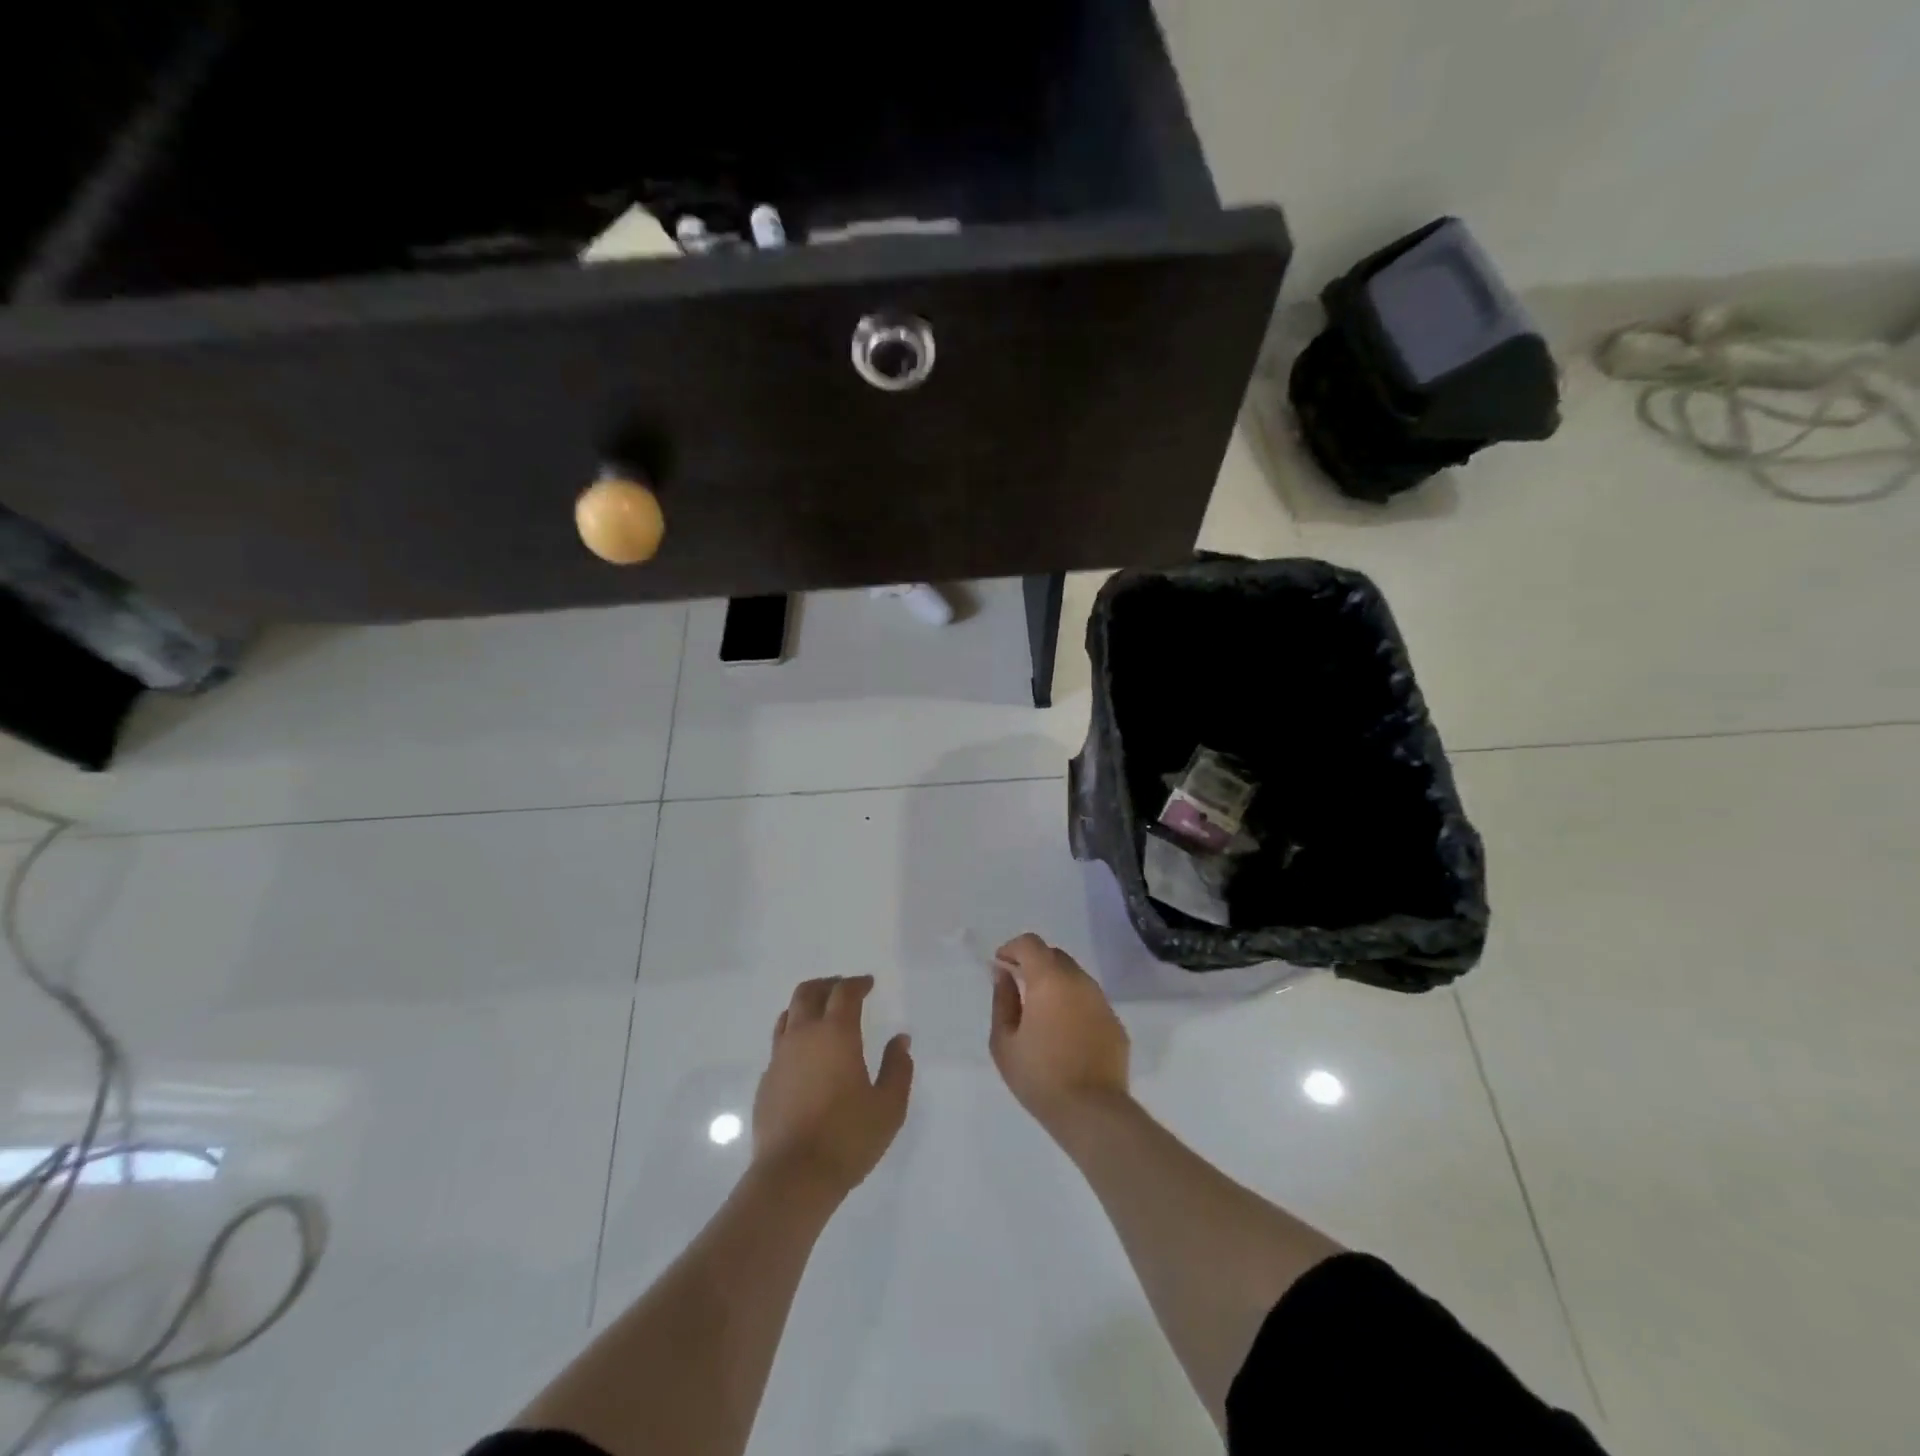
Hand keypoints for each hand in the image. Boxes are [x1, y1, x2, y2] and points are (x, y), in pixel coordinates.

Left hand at [753, 975, 912, 1197]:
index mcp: (836, 1034)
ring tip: (821, 1016)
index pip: (844, 993)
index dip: (857, 983)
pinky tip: (806, 1057)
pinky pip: (779, 1045)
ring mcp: (779, 1058)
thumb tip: (900, 1041)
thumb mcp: (889, 1105)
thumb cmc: (848, 1137)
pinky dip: (794, 1037)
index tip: (868, 984)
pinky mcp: (766, 1082)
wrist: (793, 1177)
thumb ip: (898, 1068)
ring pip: (788, 1015)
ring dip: (806, 1007)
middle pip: (808, 992)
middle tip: (843, 989)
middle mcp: (803, 1036)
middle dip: (828, 985)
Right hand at [989, 934, 1129, 1128]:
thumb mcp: (1004, 1041)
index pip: (1031, 944)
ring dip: (1056, 983)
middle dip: (1034, 963)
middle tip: (1019, 987)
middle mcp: (1079, 981)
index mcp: (1049, 979)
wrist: (1092, 1112)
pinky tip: (1066, 1033)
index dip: (1012, 948)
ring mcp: (1101, 1001)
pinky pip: (1090, 1001)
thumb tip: (1002, 973)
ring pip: (1075, 977)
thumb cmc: (1039, 1076)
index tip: (1001, 966)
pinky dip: (1074, 1005)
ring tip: (1042, 1013)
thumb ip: (1002, 999)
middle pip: (1055, 956)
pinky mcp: (1115, 1023)